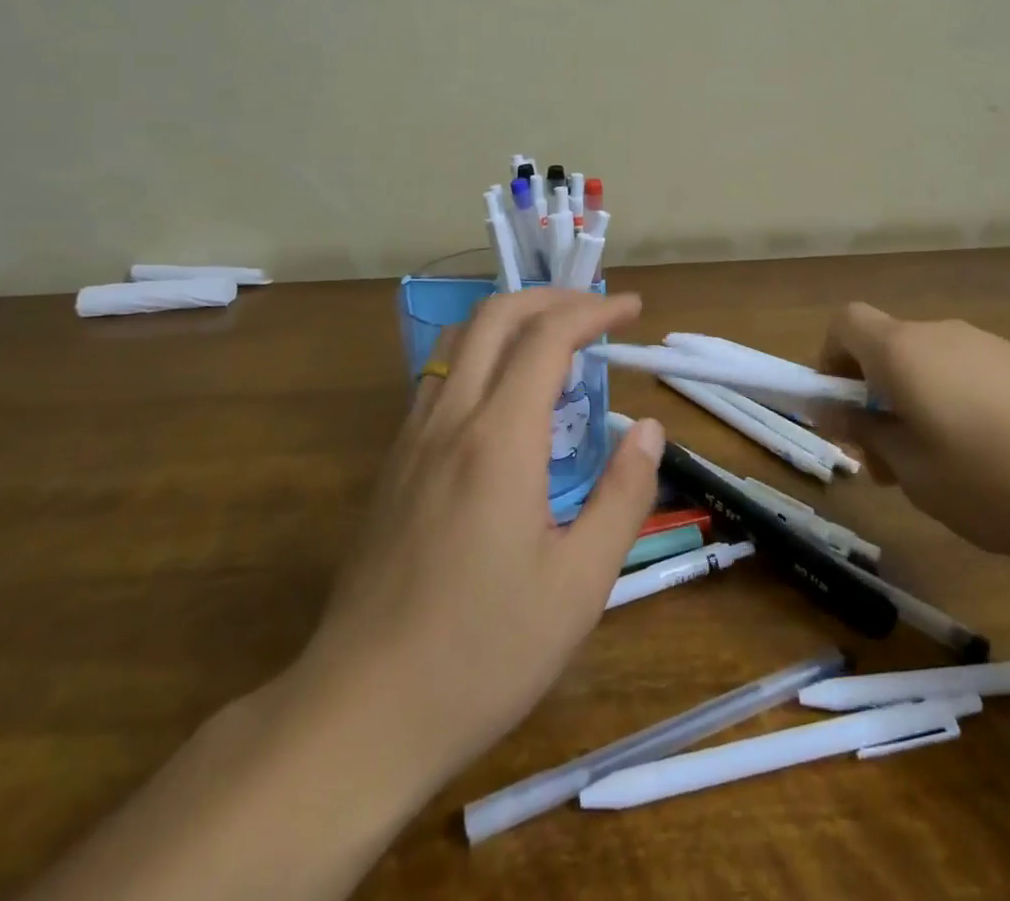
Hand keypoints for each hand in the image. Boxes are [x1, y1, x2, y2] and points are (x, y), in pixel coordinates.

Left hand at [298, 288, 665, 792]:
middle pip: (495, 316)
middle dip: (551, 298)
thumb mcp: (579, 584)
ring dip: (512, 322)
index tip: (632, 309)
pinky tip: (506, 401)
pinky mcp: (393, 466)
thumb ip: (623, 495)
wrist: (360, 712)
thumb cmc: (483, 652)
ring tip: (556, 345)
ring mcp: (412, 439)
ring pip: (459, 342)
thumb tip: (649, 429)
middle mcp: (449, 419)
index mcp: (499, 439)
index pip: (548, 336)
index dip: (594, 310)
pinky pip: (439, 379)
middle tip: (595, 312)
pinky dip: (482, 357)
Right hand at [820, 302, 1009, 563]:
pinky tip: (995, 467)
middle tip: (889, 467)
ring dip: (916, 409)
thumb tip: (832, 412)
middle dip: (873, 400)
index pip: (844, 324)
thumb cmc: (1003, 478)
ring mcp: (991, 348)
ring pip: (928, 368)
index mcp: (903, 351)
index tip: (842, 415)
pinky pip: (970, 378)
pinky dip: (958, 410)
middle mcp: (941, 336)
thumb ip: (868, 437)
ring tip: (944, 477)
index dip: (829, 363)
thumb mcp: (918, 475)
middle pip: (885, 349)